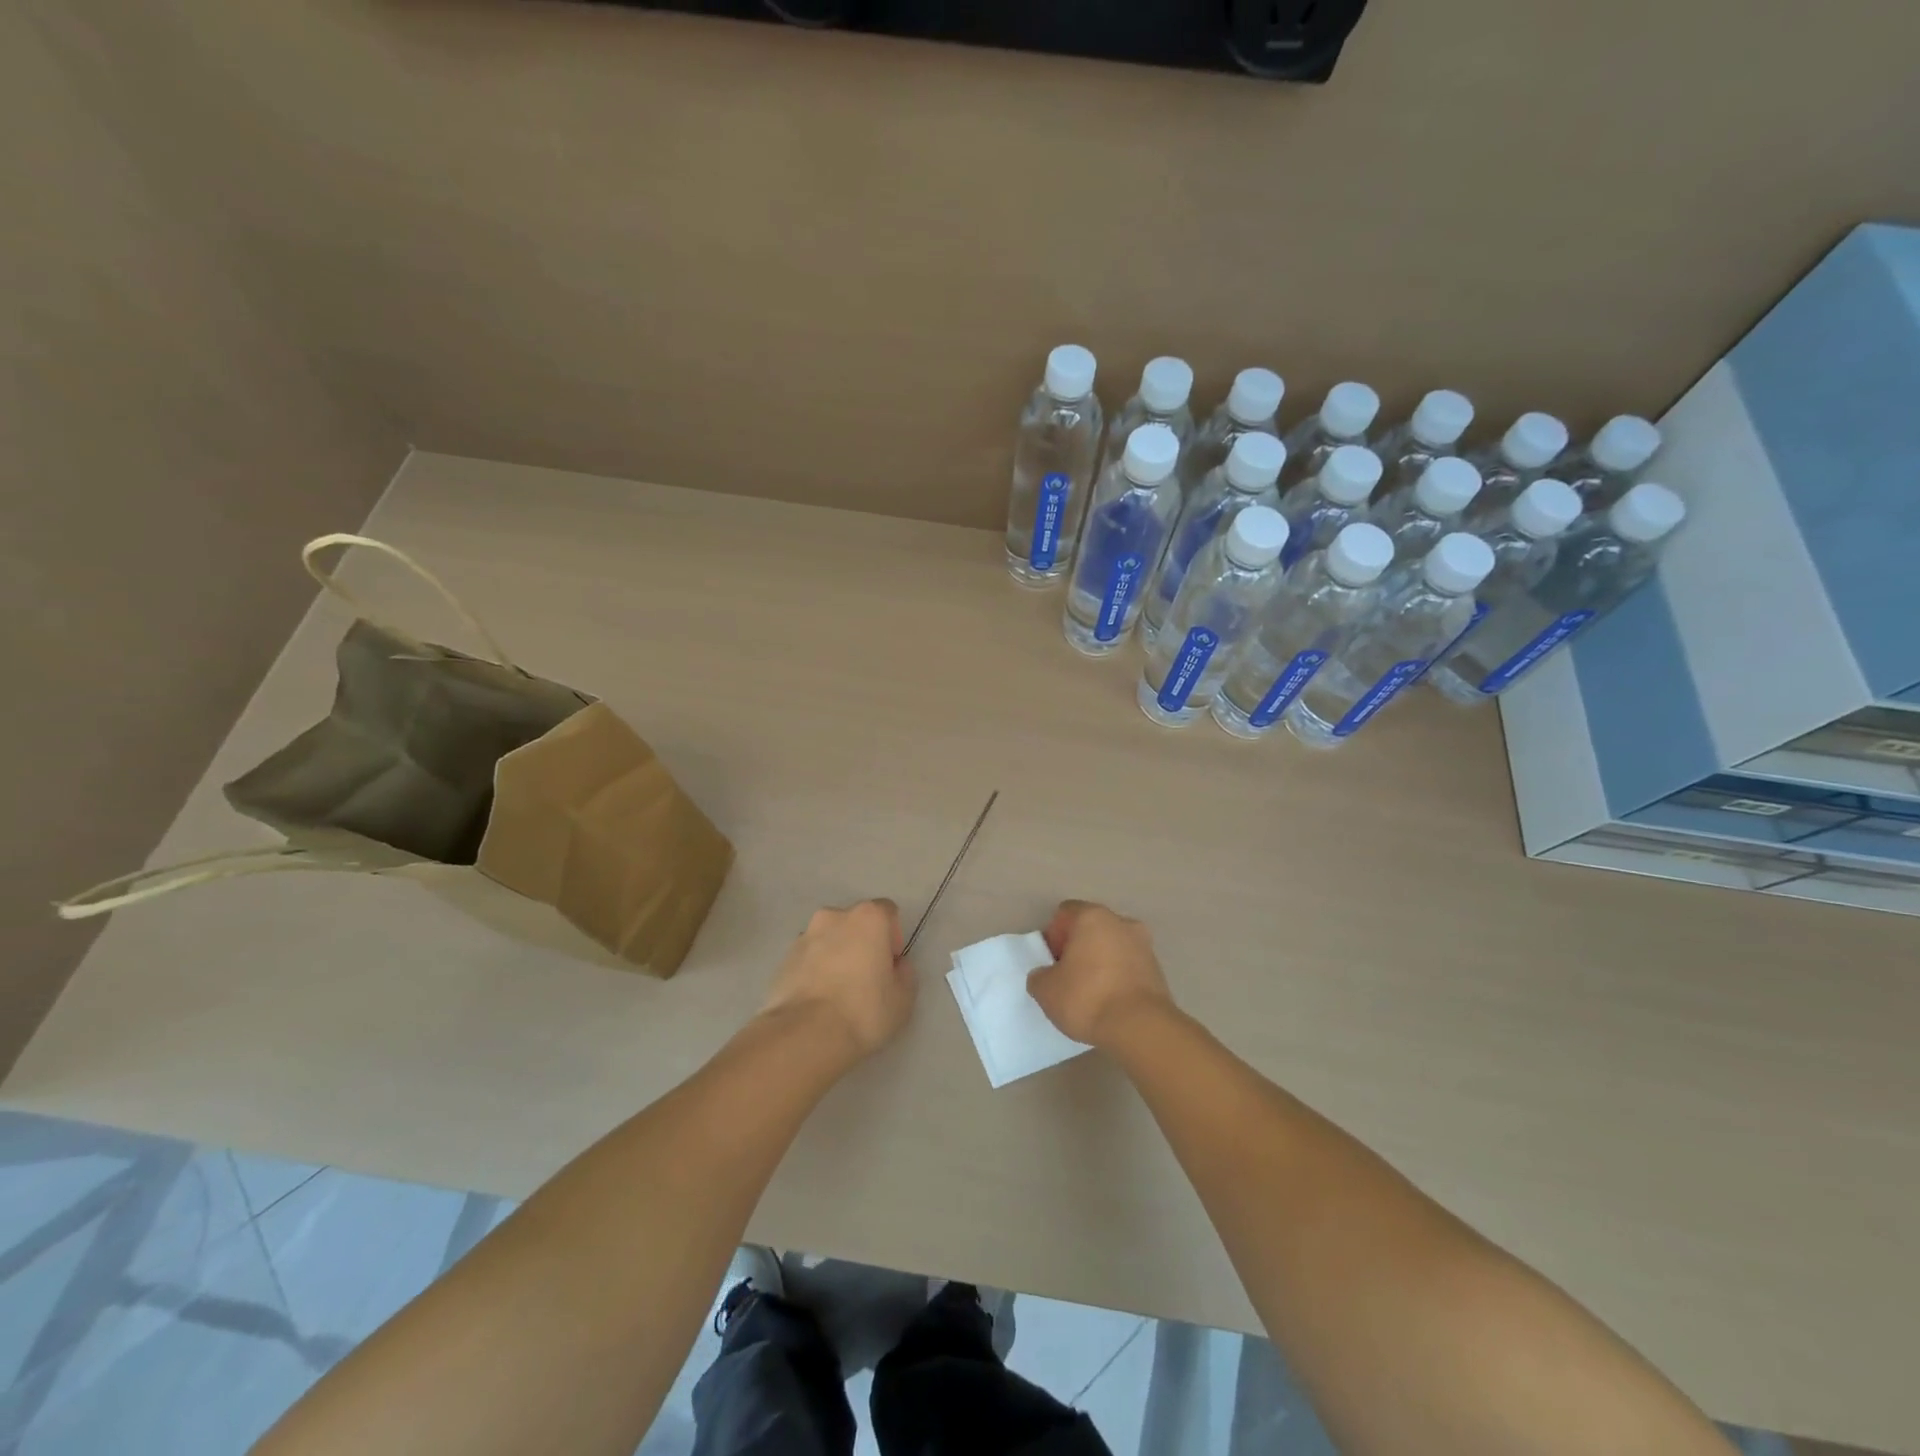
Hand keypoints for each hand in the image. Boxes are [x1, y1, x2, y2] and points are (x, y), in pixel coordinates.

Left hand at [761, 900, 915, 1061]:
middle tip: (866, 979)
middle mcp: (834, 917)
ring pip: (828, 939)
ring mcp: (804, 936)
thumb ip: (905, 974)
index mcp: (868, 918)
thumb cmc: (863, 1011)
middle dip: (862, 943)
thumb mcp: (903, 999)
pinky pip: (808, 958)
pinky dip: (814, 970)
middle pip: (855, 923)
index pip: (887, 912)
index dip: (893, 937)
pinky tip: (817, 1000)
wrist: (805, 1035)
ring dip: (836, 955)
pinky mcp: (783, 959)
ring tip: (837, 992)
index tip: (890, 965)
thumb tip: (895, 966)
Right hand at [1028, 901, 1173, 1048]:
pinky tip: (1110, 1002)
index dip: (1054, 936)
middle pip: (1091, 928)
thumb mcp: (1046, 990)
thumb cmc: (1087, 998)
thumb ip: (1039, 976)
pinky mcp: (1158, 970)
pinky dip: (1118, 977)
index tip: (1052, 962)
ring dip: (1100, 962)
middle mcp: (1121, 922)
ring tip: (1090, 993)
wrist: (1141, 1028)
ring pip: (1113, 946)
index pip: (1065, 913)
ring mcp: (1144, 945)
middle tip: (1067, 976)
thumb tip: (1045, 975)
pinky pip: (1129, 966)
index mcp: (1092, 916)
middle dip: (1078, 947)